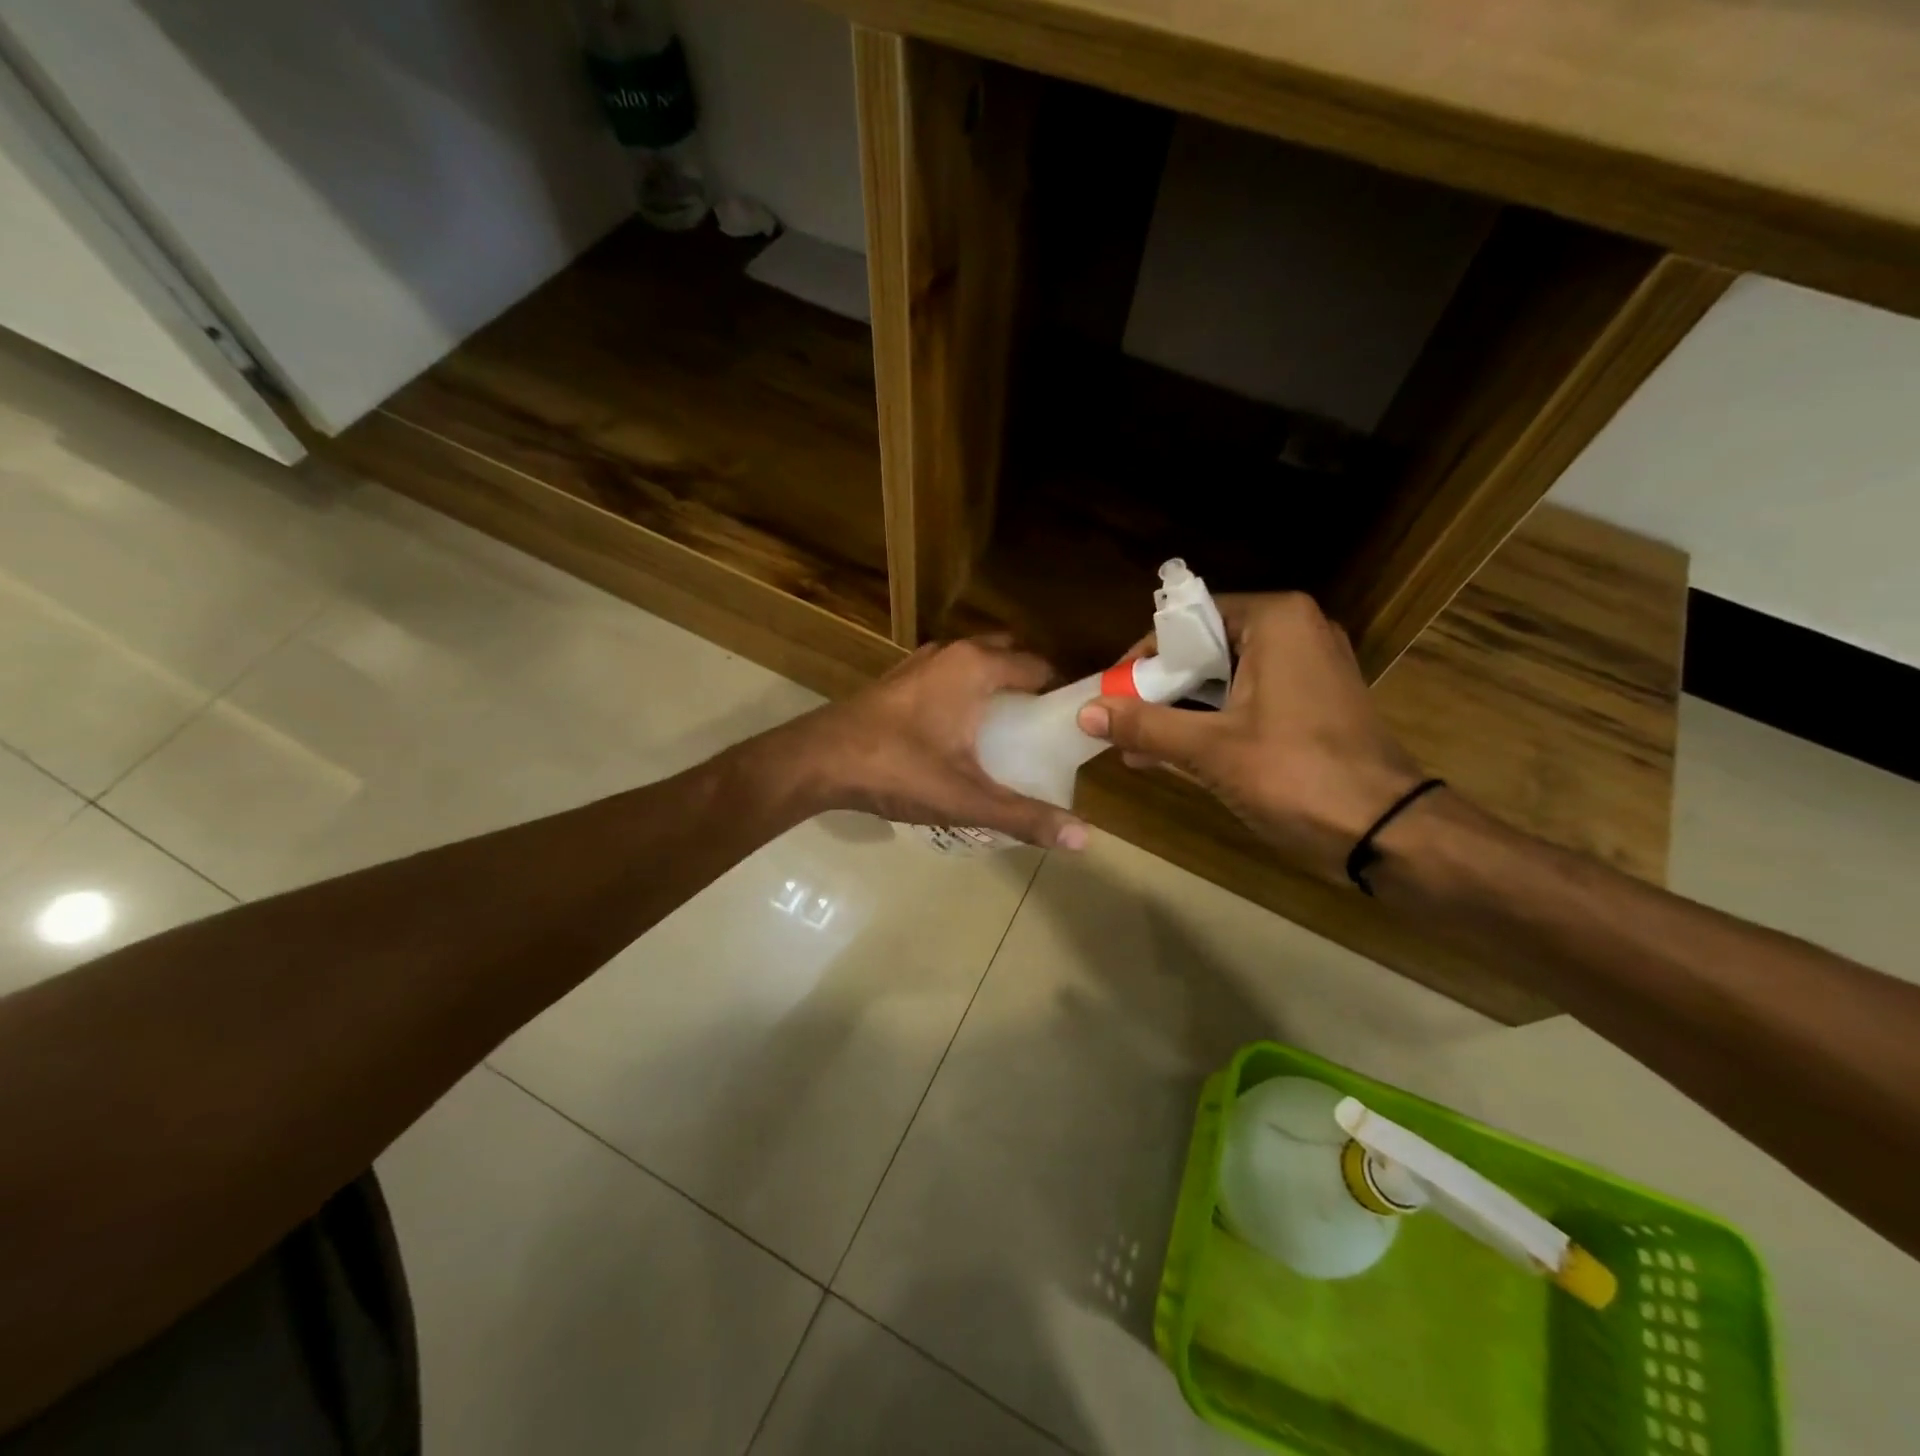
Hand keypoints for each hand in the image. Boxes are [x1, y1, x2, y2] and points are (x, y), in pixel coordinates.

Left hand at [783, 637, 1089, 850]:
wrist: (817, 761)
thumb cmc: (897, 769)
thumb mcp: (966, 798)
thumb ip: (1024, 816)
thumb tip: (1084, 839)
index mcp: (976, 667)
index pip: (1039, 667)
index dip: (1062, 693)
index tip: (1074, 726)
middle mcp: (952, 653)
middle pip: (1009, 657)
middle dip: (1031, 686)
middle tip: (1044, 731)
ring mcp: (921, 663)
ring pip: (975, 664)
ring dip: (996, 687)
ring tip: (1011, 733)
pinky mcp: (898, 680)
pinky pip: (949, 676)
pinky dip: (966, 692)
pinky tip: (962, 734)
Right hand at [1078, 593, 1422, 882]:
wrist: (1387, 832)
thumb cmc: (1297, 775)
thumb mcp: (1211, 749)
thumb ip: (1146, 725)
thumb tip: (1086, 712)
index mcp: (1275, 621)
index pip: (1188, 619)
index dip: (1145, 656)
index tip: (1114, 692)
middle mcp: (1295, 631)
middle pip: (1204, 648)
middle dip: (1159, 688)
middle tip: (1121, 721)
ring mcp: (1309, 668)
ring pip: (1224, 677)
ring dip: (1180, 709)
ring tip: (1136, 744)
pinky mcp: (1313, 703)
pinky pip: (1247, 699)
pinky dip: (1212, 721)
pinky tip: (1172, 754)